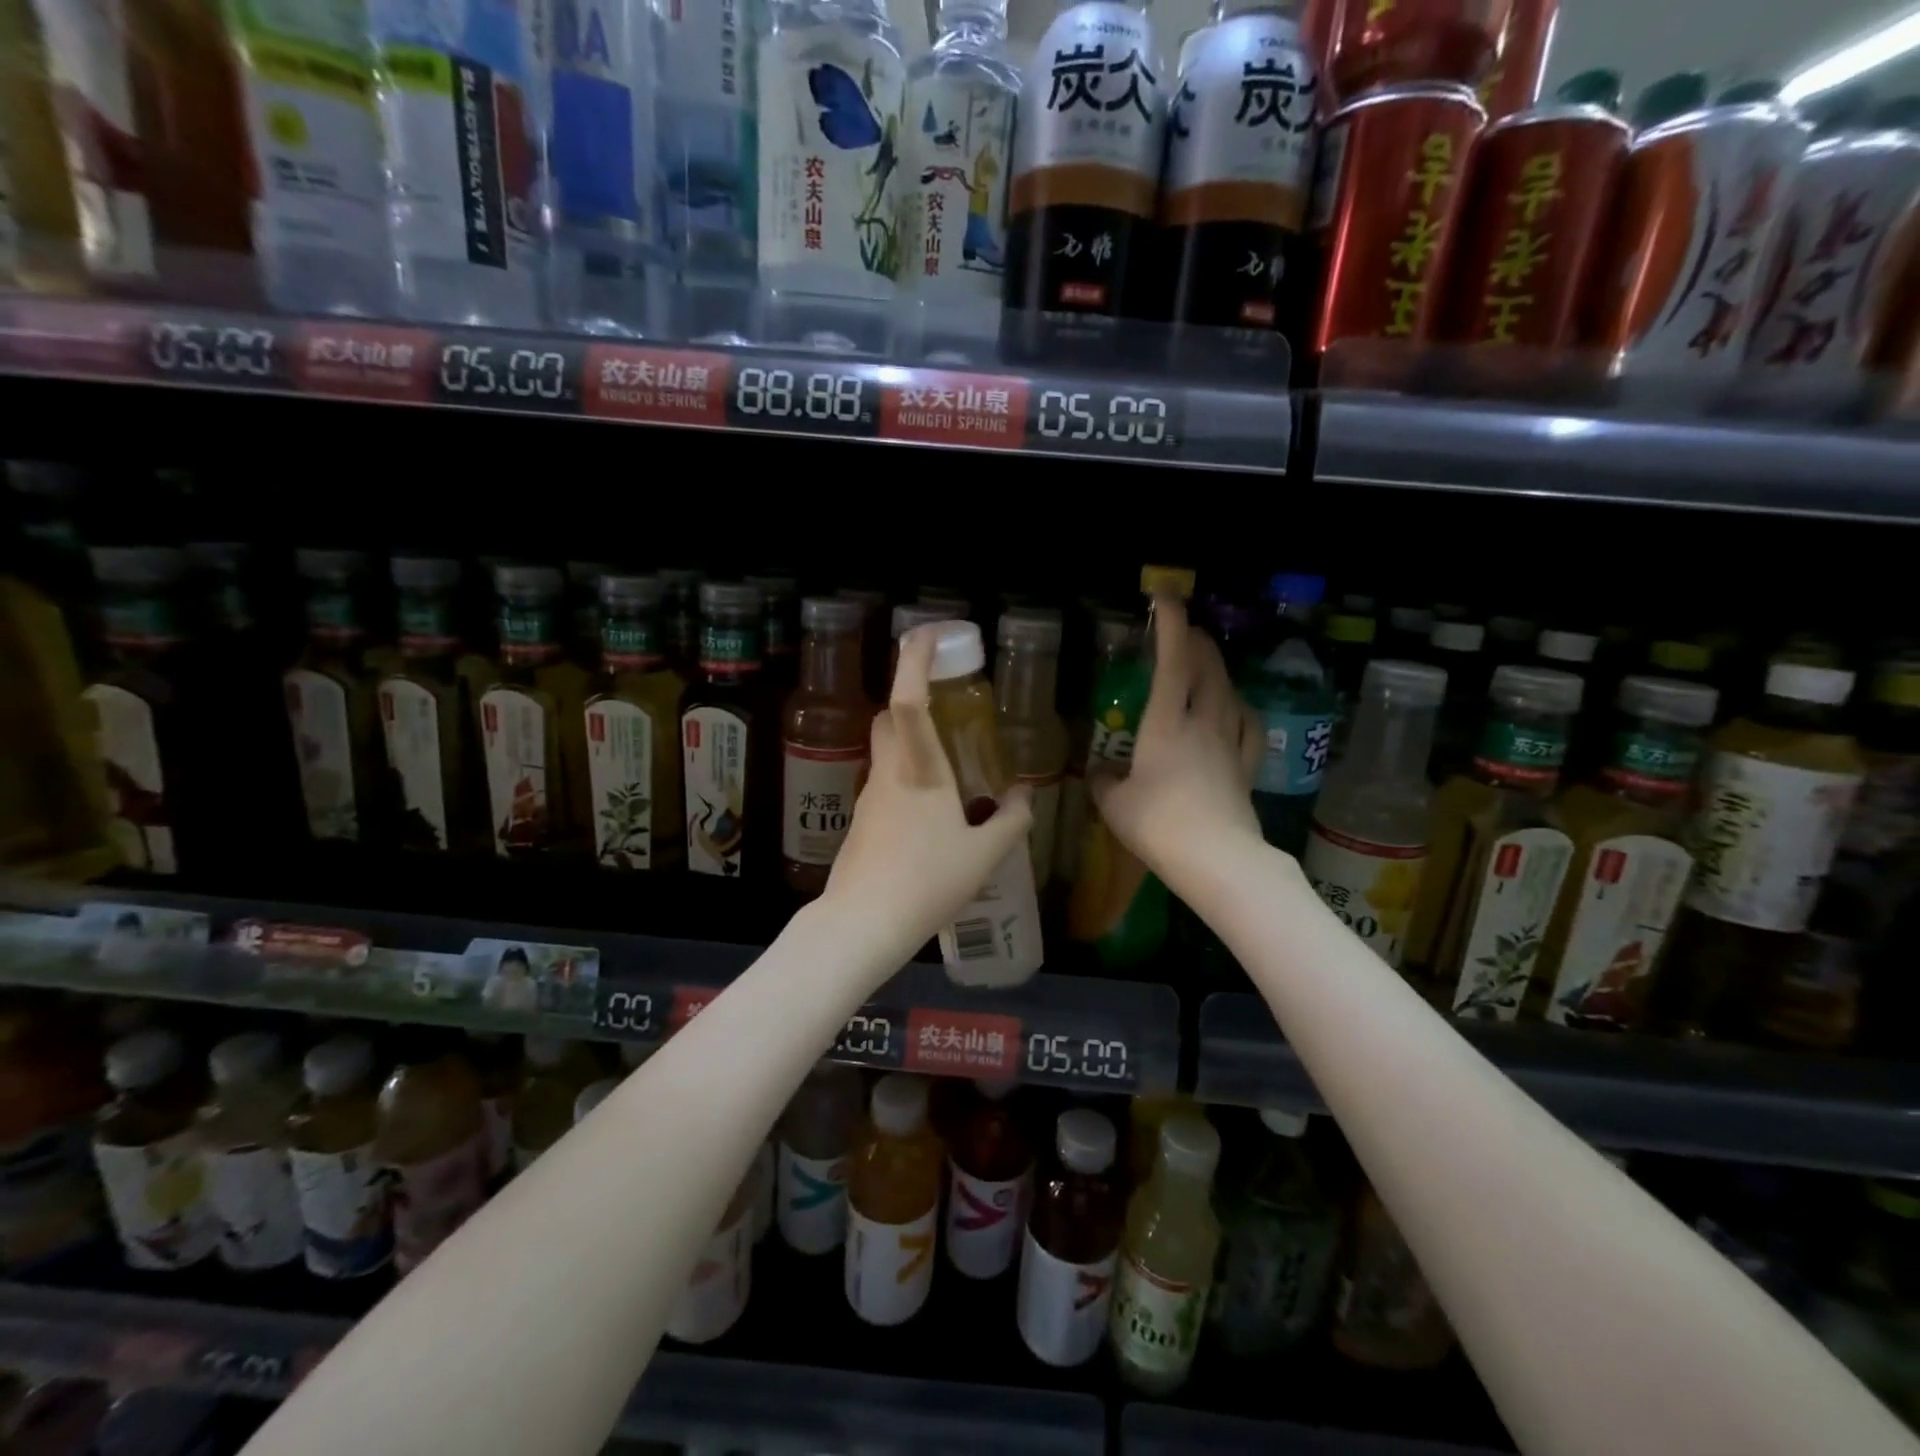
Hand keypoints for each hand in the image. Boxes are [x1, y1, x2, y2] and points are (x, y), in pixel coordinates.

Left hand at [821, 624, 1032, 968]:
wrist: (862, 923)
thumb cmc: (927, 883)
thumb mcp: (984, 855)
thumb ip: (1010, 820)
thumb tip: (1023, 796)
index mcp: (919, 771)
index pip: (908, 700)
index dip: (914, 661)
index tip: (929, 634)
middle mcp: (889, 773)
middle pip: (889, 717)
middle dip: (910, 695)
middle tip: (946, 701)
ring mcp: (869, 796)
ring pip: (886, 749)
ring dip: (911, 739)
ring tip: (950, 763)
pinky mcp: (861, 820)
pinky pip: (886, 781)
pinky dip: (907, 775)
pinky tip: (931, 811)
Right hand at [1090, 596, 1263, 894]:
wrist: (1217, 860)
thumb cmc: (1158, 825)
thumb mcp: (1115, 805)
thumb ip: (1104, 782)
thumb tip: (1100, 773)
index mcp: (1166, 724)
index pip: (1172, 662)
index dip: (1171, 625)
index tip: (1166, 597)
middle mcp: (1202, 723)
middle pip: (1207, 669)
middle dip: (1197, 641)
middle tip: (1185, 629)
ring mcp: (1229, 744)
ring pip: (1229, 692)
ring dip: (1218, 669)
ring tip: (1207, 662)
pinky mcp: (1246, 768)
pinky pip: (1248, 726)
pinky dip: (1241, 707)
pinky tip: (1237, 707)